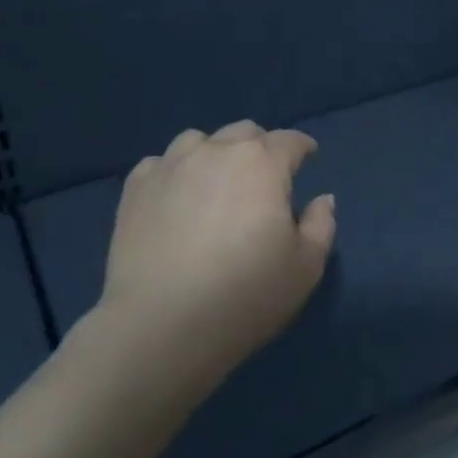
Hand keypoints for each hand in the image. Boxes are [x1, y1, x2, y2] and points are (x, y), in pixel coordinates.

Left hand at [96, 120, 335, 378]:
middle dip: (260, 147)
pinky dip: (173, 172)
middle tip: (264, 176)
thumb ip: (321, 225)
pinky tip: (175, 196)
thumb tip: (322, 199)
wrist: (162, 325)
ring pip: (197, 141)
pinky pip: (159, 164)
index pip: (289, 141)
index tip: (308, 156)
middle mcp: (216, 152)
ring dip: (214, 153)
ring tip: (215, 181)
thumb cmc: (245, 295)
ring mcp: (170, 167)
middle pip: (244, 133)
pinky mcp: (135, 189)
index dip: (302, 147)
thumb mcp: (305, 267)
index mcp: (262, 164)